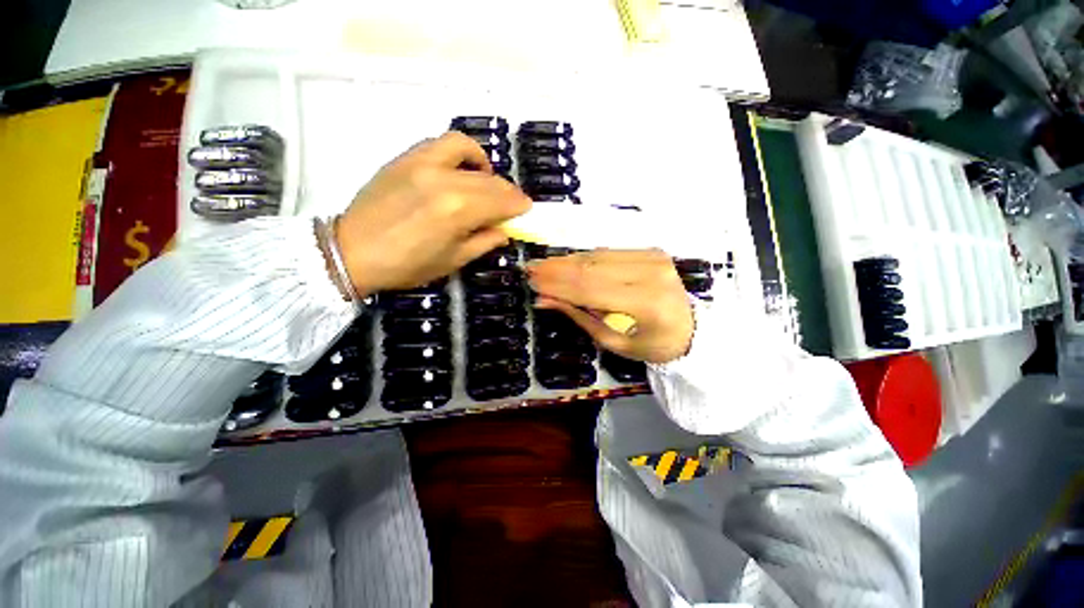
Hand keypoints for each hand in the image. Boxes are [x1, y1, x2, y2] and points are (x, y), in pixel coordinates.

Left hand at [335, 132, 531, 296]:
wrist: (352, 252)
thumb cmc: (407, 265)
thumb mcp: (453, 261)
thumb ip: (484, 242)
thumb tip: (504, 231)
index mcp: (458, 211)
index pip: (501, 201)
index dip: (519, 205)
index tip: (527, 209)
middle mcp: (444, 179)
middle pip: (489, 179)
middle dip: (508, 191)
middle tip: (512, 203)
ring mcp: (422, 163)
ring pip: (466, 149)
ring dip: (485, 164)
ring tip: (487, 180)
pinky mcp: (405, 158)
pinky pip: (440, 143)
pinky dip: (459, 152)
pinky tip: (461, 169)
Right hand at [527, 250, 693, 363]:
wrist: (691, 330)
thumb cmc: (652, 345)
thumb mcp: (613, 341)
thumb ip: (579, 316)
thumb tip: (544, 300)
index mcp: (648, 304)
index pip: (591, 289)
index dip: (558, 285)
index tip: (532, 283)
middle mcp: (652, 273)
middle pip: (592, 267)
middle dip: (557, 269)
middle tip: (531, 270)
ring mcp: (654, 257)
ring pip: (598, 256)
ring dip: (567, 261)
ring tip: (543, 265)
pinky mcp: (651, 251)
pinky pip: (608, 253)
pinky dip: (584, 258)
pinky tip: (566, 262)